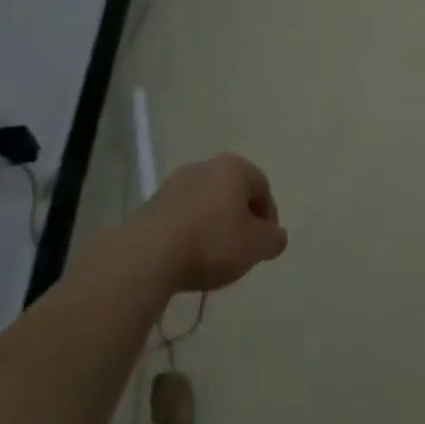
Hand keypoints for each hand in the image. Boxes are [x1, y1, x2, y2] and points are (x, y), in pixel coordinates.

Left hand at [134, 152, 288, 292]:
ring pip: (206, 203)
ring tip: (212, 258)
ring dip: (213, 225)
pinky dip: (190, 232)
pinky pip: (182, 216)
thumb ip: (273, 239)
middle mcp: (205, 166)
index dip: (268, 217)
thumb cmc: (212, 242)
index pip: (262, 187)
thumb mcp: (256, 246)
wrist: (148, 255)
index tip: (263, 245)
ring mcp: (174, 183)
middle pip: (232, 192)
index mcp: (234, 167)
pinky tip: (188, 257)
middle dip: (240, 219)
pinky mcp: (151, 204)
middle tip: (241, 250)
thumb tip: (276, 236)